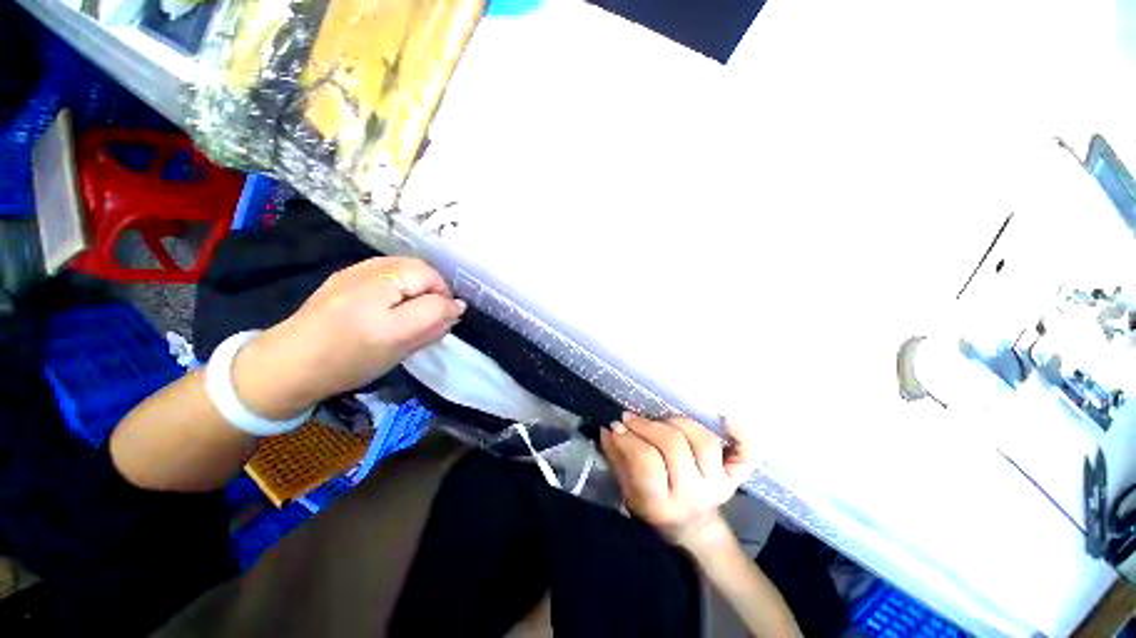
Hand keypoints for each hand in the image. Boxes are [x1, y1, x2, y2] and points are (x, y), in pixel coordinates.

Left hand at [233, 257, 465, 418]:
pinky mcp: (343, 280)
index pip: (432, 277)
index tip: (439, 324)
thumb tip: (458, 305)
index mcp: (384, 280)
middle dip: (429, 293)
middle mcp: (369, 268)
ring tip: (407, 316)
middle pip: (418, 270)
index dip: (443, 299)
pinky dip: (397, 289)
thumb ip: (435, 318)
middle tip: (425, 322)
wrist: (287, 367)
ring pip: (402, 273)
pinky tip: (386, 309)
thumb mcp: (401, 341)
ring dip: (414, 291)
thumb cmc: (349, 356)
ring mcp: (353, 272)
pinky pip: (384, 276)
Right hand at [600, 413, 758, 548]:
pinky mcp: (735, 479)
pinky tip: (726, 418)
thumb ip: (617, 459)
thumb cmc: (654, 510)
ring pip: (704, 441)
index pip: (647, 462)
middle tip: (631, 418)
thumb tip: (607, 429)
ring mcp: (719, 486)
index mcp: (663, 504)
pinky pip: (746, 456)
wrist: (693, 528)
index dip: (630, 439)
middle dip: (648, 426)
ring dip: (679, 423)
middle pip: (675, 446)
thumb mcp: (628, 491)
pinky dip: (742, 435)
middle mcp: (695, 495)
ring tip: (662, 420)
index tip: (617, 426)